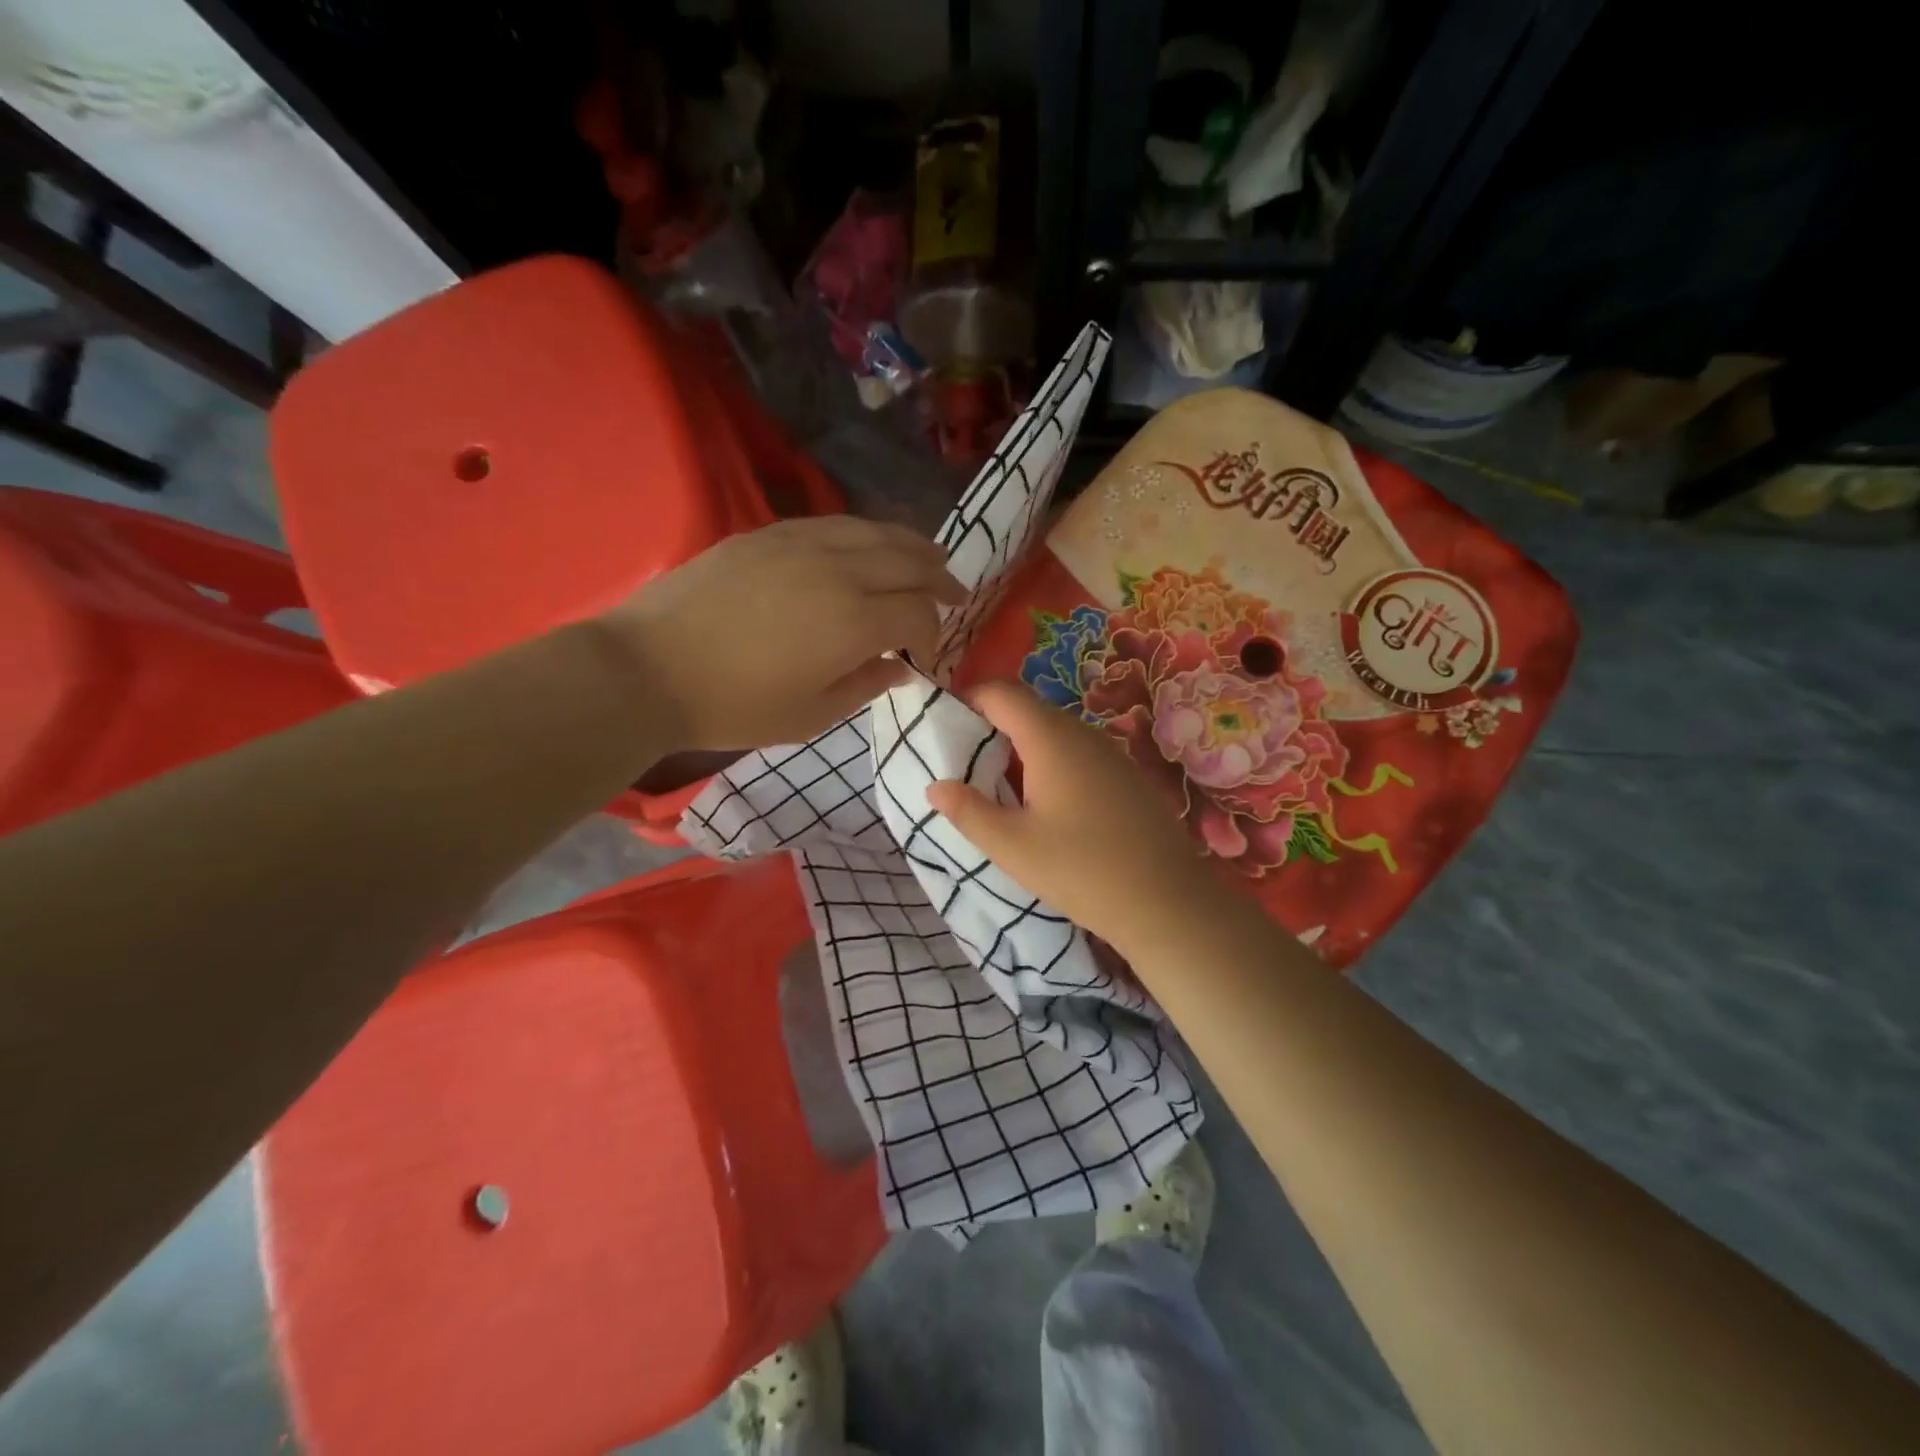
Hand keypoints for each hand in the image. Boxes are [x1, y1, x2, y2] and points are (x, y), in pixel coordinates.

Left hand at [604, 518, 965, 752]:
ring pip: (875, 532)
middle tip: (954, 594)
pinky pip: (835, 523)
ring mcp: (802, 544)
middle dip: (939, 579)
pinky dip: (865, 534)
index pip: (918, 613)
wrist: (648, 668)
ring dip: (911, 547)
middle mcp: (839, 571)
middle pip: (909, 561)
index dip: (934, 633)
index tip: (926, 654)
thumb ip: (865, 686)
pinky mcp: (769, 533)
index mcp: (854, 622)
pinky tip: (867, 546)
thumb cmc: (733, 706)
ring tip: (928, 558)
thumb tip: (899, 668)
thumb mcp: (810, 716)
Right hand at [924, 680, 1234, 955]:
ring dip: (1022, 746)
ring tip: (1001, 786)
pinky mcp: (1127, 775)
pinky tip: (1048, 805)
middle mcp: (1082, 733)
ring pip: (1055, 731)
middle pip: (1028, 708)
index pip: (1001, 692)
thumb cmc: (1080, 870)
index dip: (968, 698)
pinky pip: (1079, 752)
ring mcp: (1111, 752)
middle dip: (992, 725)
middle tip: (967, 762)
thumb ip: (967, 811)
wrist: (1167, 902)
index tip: (946, 726)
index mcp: (1050, 738)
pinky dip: (1052, 762)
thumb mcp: (1011, 846)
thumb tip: (935, 786)